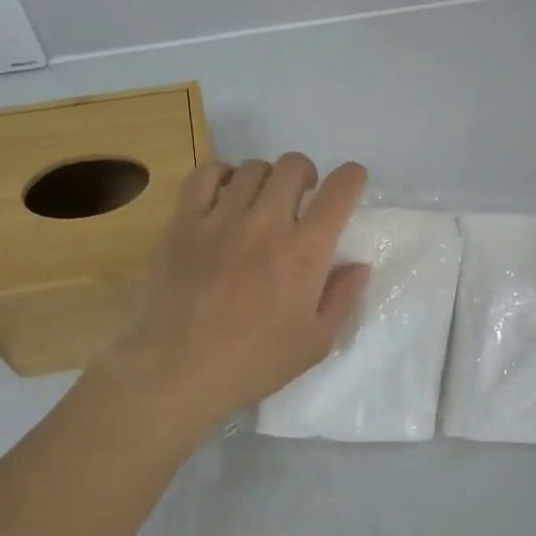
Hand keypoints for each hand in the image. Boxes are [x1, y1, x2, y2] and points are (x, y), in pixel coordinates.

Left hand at [99, 154, 371, 426]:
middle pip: (294, 166)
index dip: (352, 177)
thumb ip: (342, 299)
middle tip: (300, 199)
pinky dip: (220, 175)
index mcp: (305, 251)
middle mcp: (267, 222)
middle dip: (306, 175)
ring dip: (266, 179)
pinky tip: (223, 196)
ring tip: (260, 201)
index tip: (350, 184)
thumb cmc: (253, 362)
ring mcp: (221, 218)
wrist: (177, 370)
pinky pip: (205, 175)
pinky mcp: (184, 222)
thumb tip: (358, 265)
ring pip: (252, 168)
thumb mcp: (315, 343)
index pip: (340, 190)